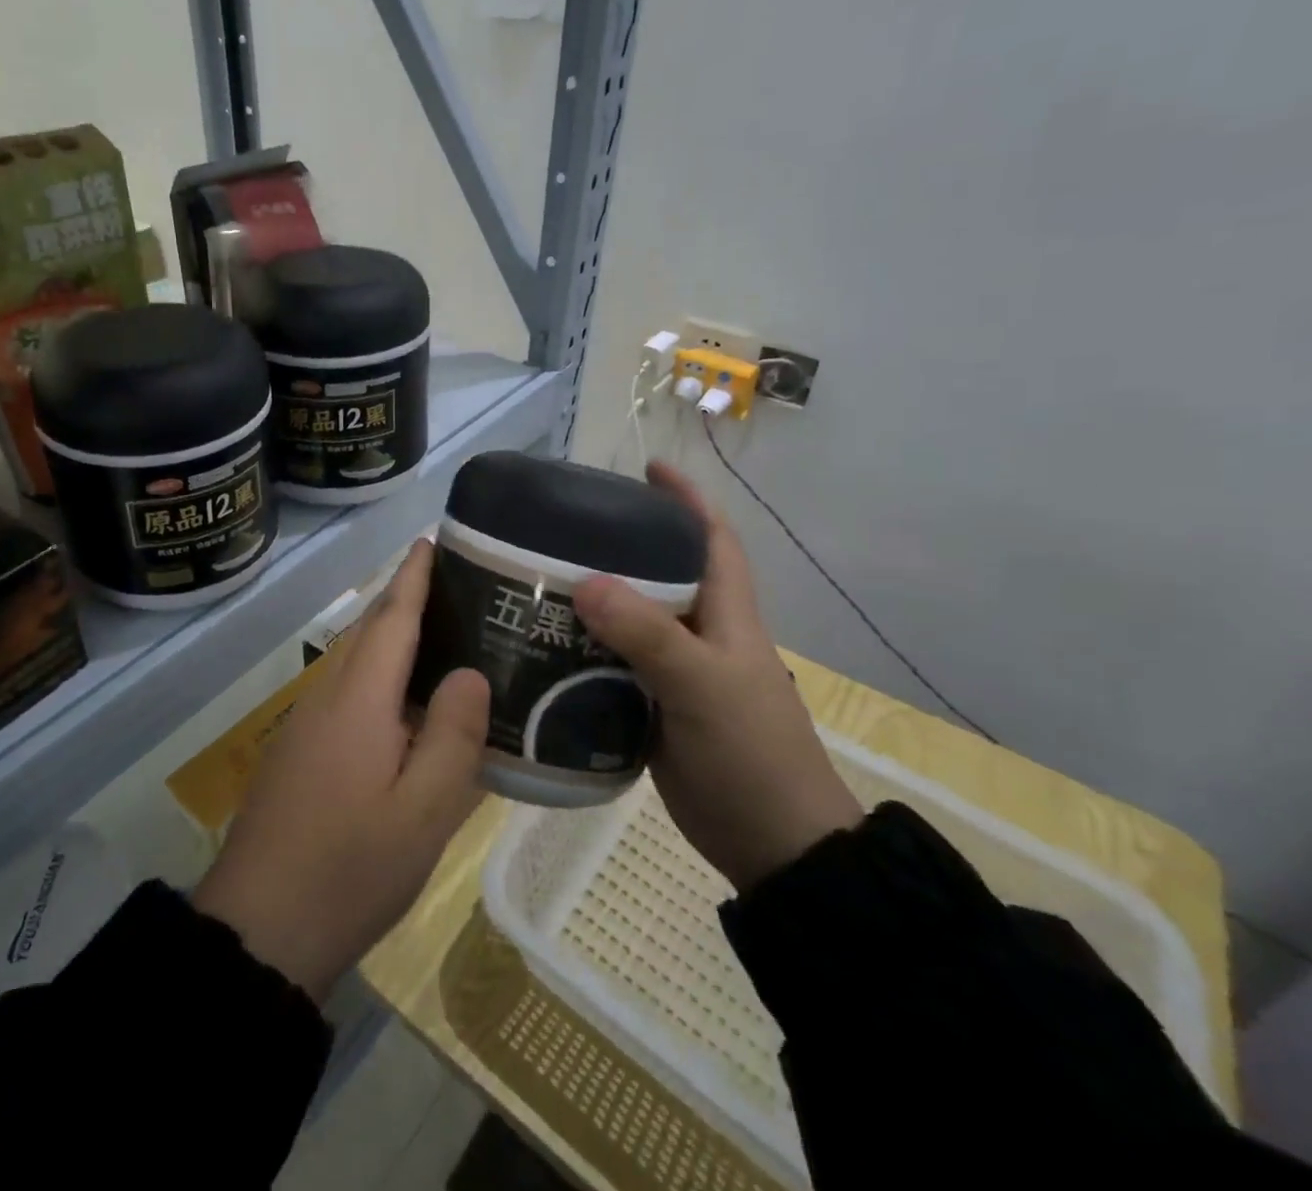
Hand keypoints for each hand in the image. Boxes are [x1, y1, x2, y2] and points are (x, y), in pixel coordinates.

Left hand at [192, 540, 490, 999]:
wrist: (259, 930)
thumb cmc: (350, 869)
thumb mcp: (423, 813)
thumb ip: (452, 736)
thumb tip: (469, 672)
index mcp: (359, 702)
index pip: (391, 619)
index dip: (413, 577)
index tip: (431, 540)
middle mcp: (327, 698)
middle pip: (369, 632)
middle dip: (404, 597)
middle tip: (453, 582)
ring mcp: (306, 725)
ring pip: (354, 662)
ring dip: (390, 636)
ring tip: (439, 632)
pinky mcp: (298, 752)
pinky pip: (345, 691)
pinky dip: (377, 675)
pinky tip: (403, 702)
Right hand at [572, 461, 862, 890]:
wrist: (771, 844)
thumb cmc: (750, 753)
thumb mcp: (702, 686)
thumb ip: (648, 635)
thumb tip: (585, 582)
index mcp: (726, 614)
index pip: (711, 538)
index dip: (685, 499)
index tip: (646, 468)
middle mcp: (701, 632)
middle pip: (661, 571)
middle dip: (623, 542)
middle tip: (565, 525)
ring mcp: (677, 671)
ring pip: (632, 617)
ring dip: (595, 596)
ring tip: (540, 576)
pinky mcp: (655, 704)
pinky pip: (614, 660)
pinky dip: (584, 646)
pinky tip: (545, 642)